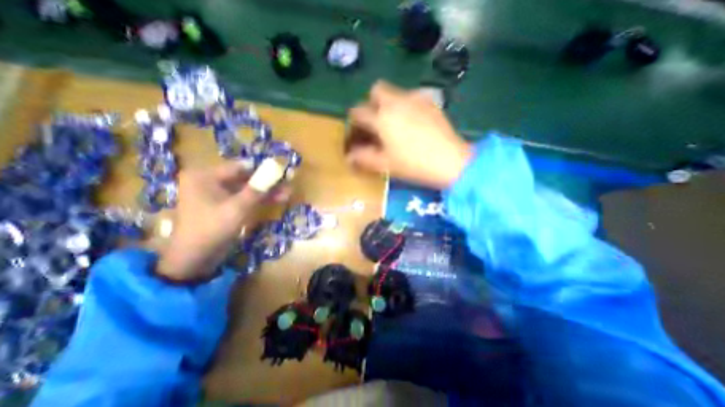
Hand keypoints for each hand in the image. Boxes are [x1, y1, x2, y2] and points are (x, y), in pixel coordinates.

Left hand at [157, 162, 287, 282]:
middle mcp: (210, 181)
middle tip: (288, 182)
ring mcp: (217, 194)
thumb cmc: (212, 229)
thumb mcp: (237, 208)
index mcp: (205, 176)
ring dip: (267, 192)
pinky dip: (260, 200)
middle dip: (267, 182)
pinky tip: (278, 199)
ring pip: (247, 189)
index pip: (240, 167)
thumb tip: (275, 170)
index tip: (282, 171)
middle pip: (245, 178)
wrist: (195, 259)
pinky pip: (245, 199)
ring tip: (288, 192)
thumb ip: (257, 189)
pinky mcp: (224, 206)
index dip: (262, 169)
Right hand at [347, 80, 472, 189]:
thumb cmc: (413, 164)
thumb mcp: (384, 164)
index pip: (357, 112)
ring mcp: (416, 98)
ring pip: (394, 92)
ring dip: (388, 104)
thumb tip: (350, 156)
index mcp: (381, 117)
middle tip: (375, 123)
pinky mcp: (431, 102)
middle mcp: (396, 101)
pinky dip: (405, 106)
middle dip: (371, 103)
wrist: (450, 161)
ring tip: (394, 124)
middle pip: (376, 90)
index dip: (353, 124)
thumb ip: (363, 158)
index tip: (357, 135)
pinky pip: (412, 97)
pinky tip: (412, 123)